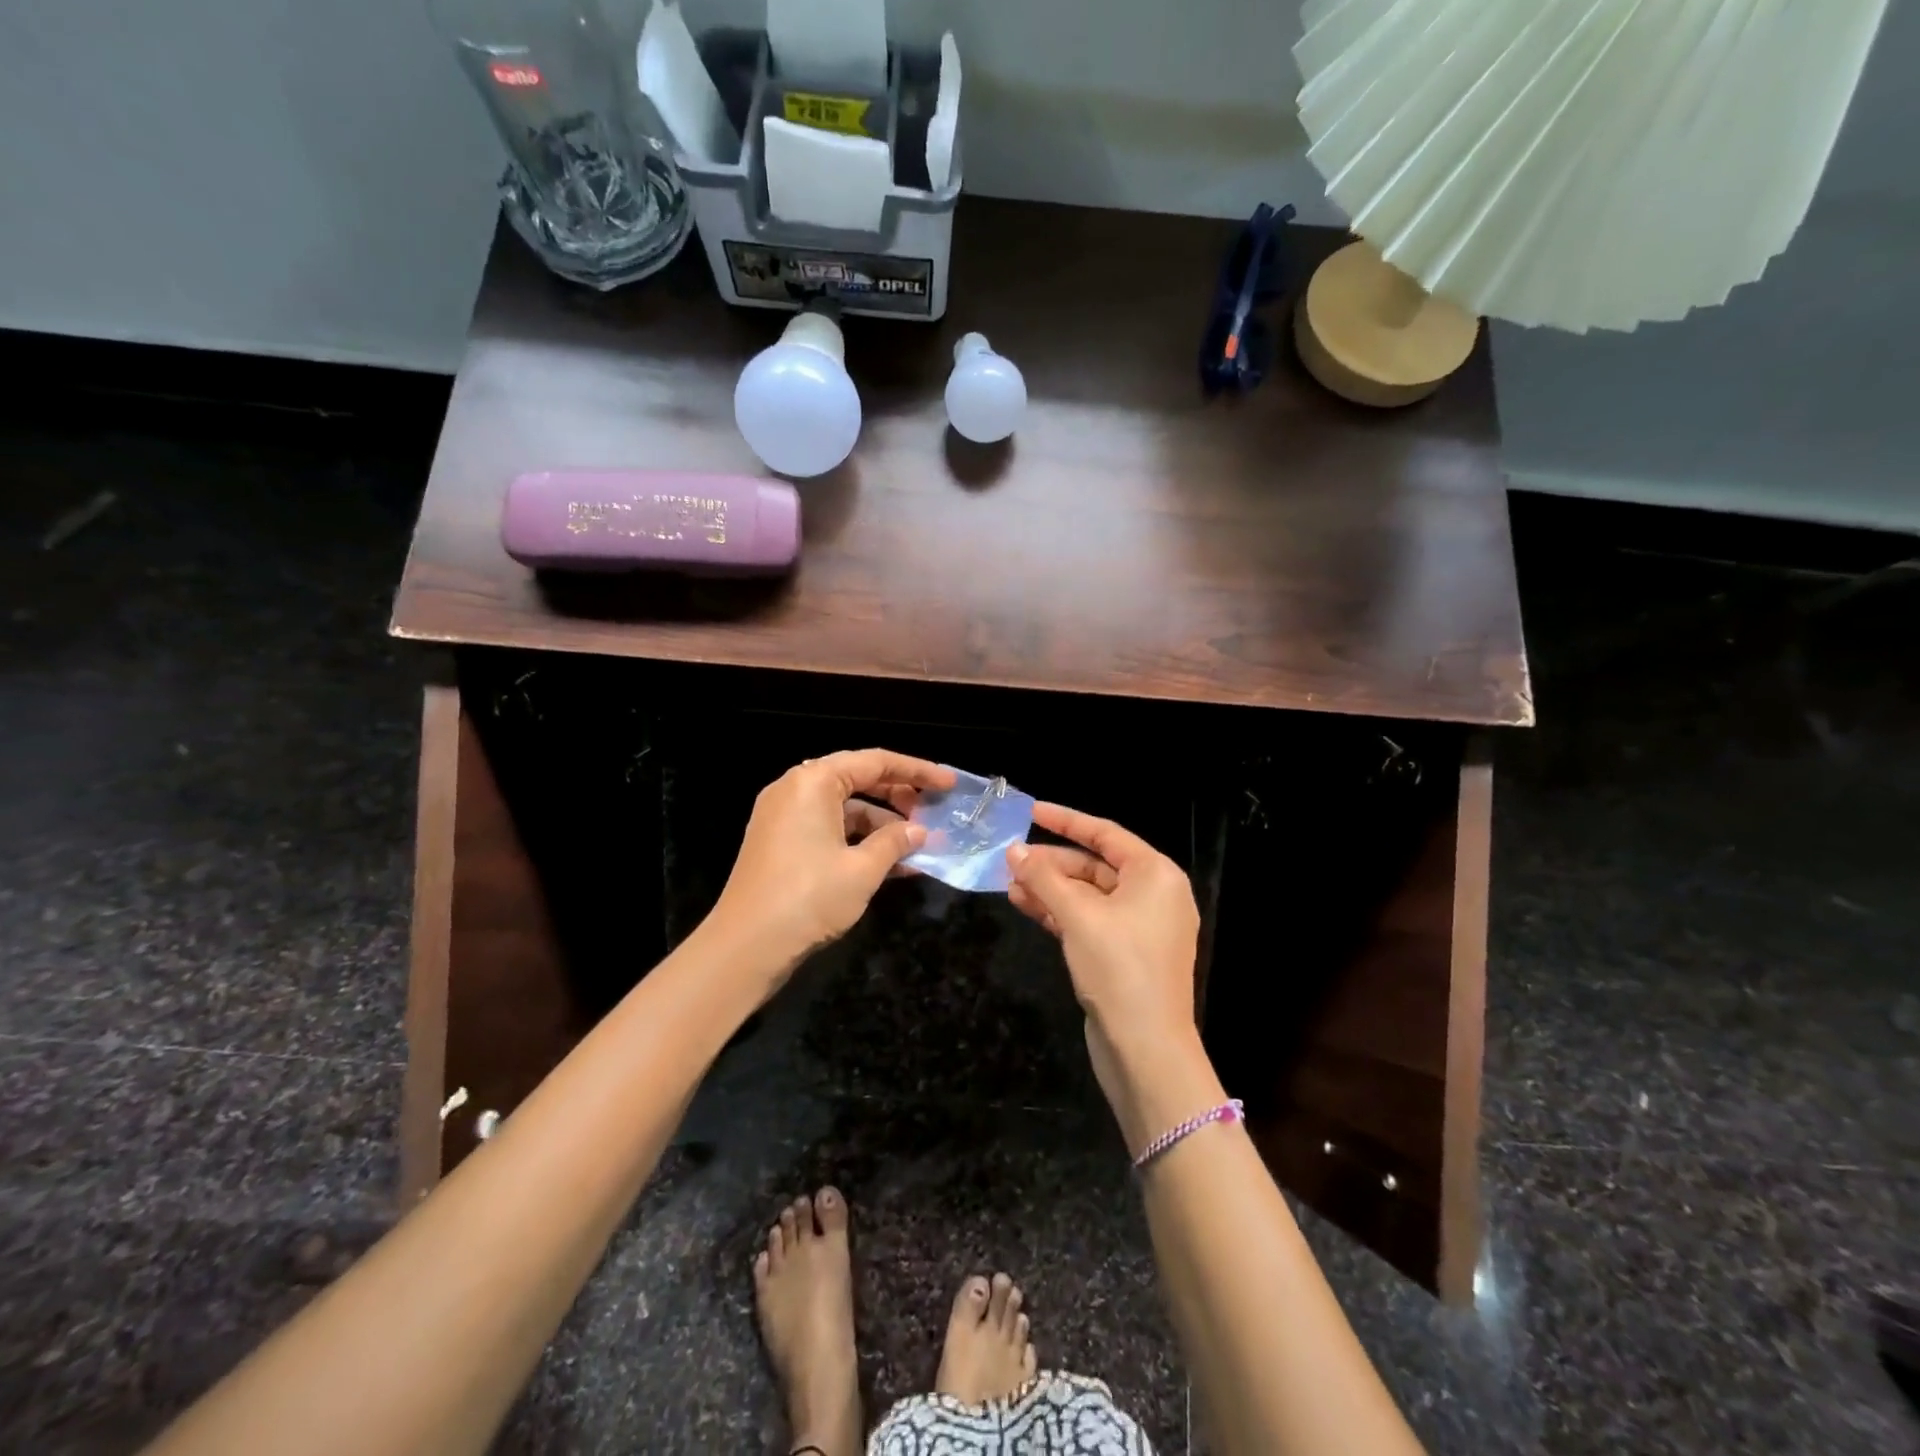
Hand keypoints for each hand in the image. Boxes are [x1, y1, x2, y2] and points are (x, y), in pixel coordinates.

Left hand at [709, 750, 954, 984]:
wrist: (745, 948)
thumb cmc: (808, 898)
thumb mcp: (862, 870)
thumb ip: (895, 843)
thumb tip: (919, 832)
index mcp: (813, 782)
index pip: (875, 762)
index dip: (917, 771)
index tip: (949, 784)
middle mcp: (795, 790)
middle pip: (858, 780)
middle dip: (899, 796)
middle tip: (933, 813)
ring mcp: (784, 817)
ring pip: (844, 808)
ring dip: (881, 824)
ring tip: (918, 846)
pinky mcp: (780, 843)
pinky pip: (828, 829)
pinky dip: (858, 841)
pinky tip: (891, 864)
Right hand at [1006, 804, 1209, 1138]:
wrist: (1146, 1049)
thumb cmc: (1119, 967)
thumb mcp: (1078, 916)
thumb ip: (1044, 878)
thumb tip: (1013, 851)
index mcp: (1156, 875)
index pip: (1105, 833)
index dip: (1066, 820)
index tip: (1031, 811)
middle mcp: (1153, 895)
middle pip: (1095, 865)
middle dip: (1051, 863)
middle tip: (1010, 860)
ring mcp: (1139, 927)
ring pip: (1088, 895)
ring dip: (1050, 889)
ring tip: (1009, 885)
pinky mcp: (1125, 954)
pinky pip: (1089, 920)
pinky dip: (1060, 913)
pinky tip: (1026, 906)